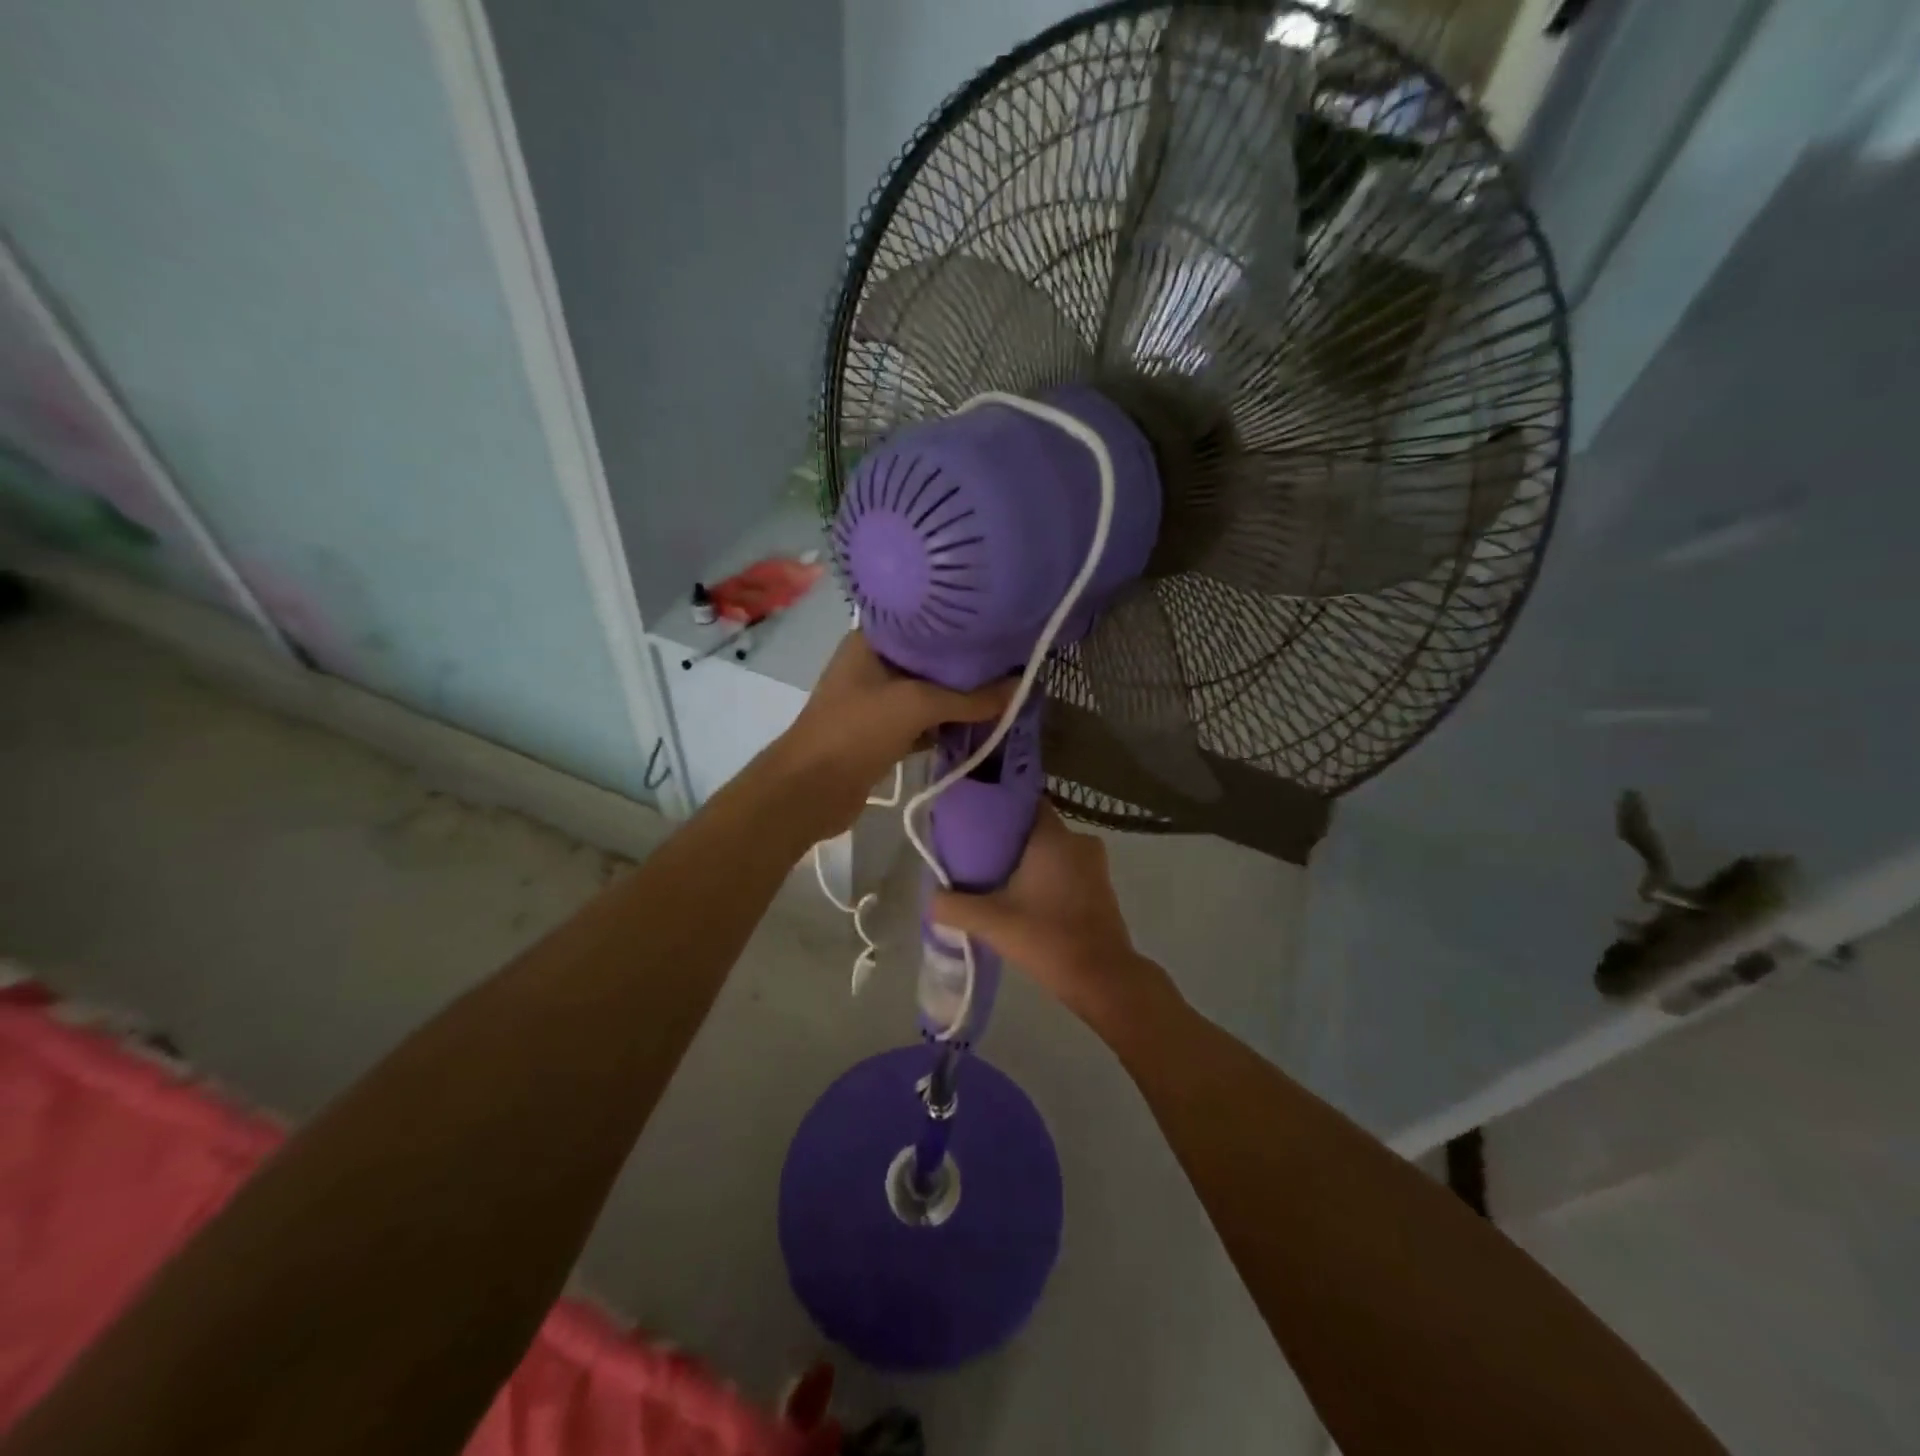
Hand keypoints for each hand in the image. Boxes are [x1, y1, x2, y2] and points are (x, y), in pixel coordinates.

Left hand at [775, 630, 1013, 835]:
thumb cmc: (857, 730)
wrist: (810, 790)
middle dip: (965, 667)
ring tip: (1003, 691)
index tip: (997, 627)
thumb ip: (969, 698)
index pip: (923, 623)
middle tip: (1010, 662)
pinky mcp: (882, 734)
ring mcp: (875, 701)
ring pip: (927, 694)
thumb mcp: (917, 705)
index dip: (959, 626)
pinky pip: (922, 723)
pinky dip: (945, 726)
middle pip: (929, 660)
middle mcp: (873, 665)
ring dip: (958, 700)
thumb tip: (1020, 686)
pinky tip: (978, 725)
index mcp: (871, 642)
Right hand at [931, 804, 1175, 1030]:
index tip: (978, 821)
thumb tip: (932, 898)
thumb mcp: (992, 922)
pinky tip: (1027, 899)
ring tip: (999, 879)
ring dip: (1031, 862)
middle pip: (1037, 829)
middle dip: (1011, 840)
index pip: (1028, 802)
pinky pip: (1068, 870)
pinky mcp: (1102, 888)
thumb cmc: (1047, 938)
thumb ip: (955, 906)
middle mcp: (1079, 841)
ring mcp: (1095, 865)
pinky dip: (1049, 878)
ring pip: (1054, 851)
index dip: (1002, 808)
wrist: (1102, 979)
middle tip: (980, 855)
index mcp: (1054, 837)